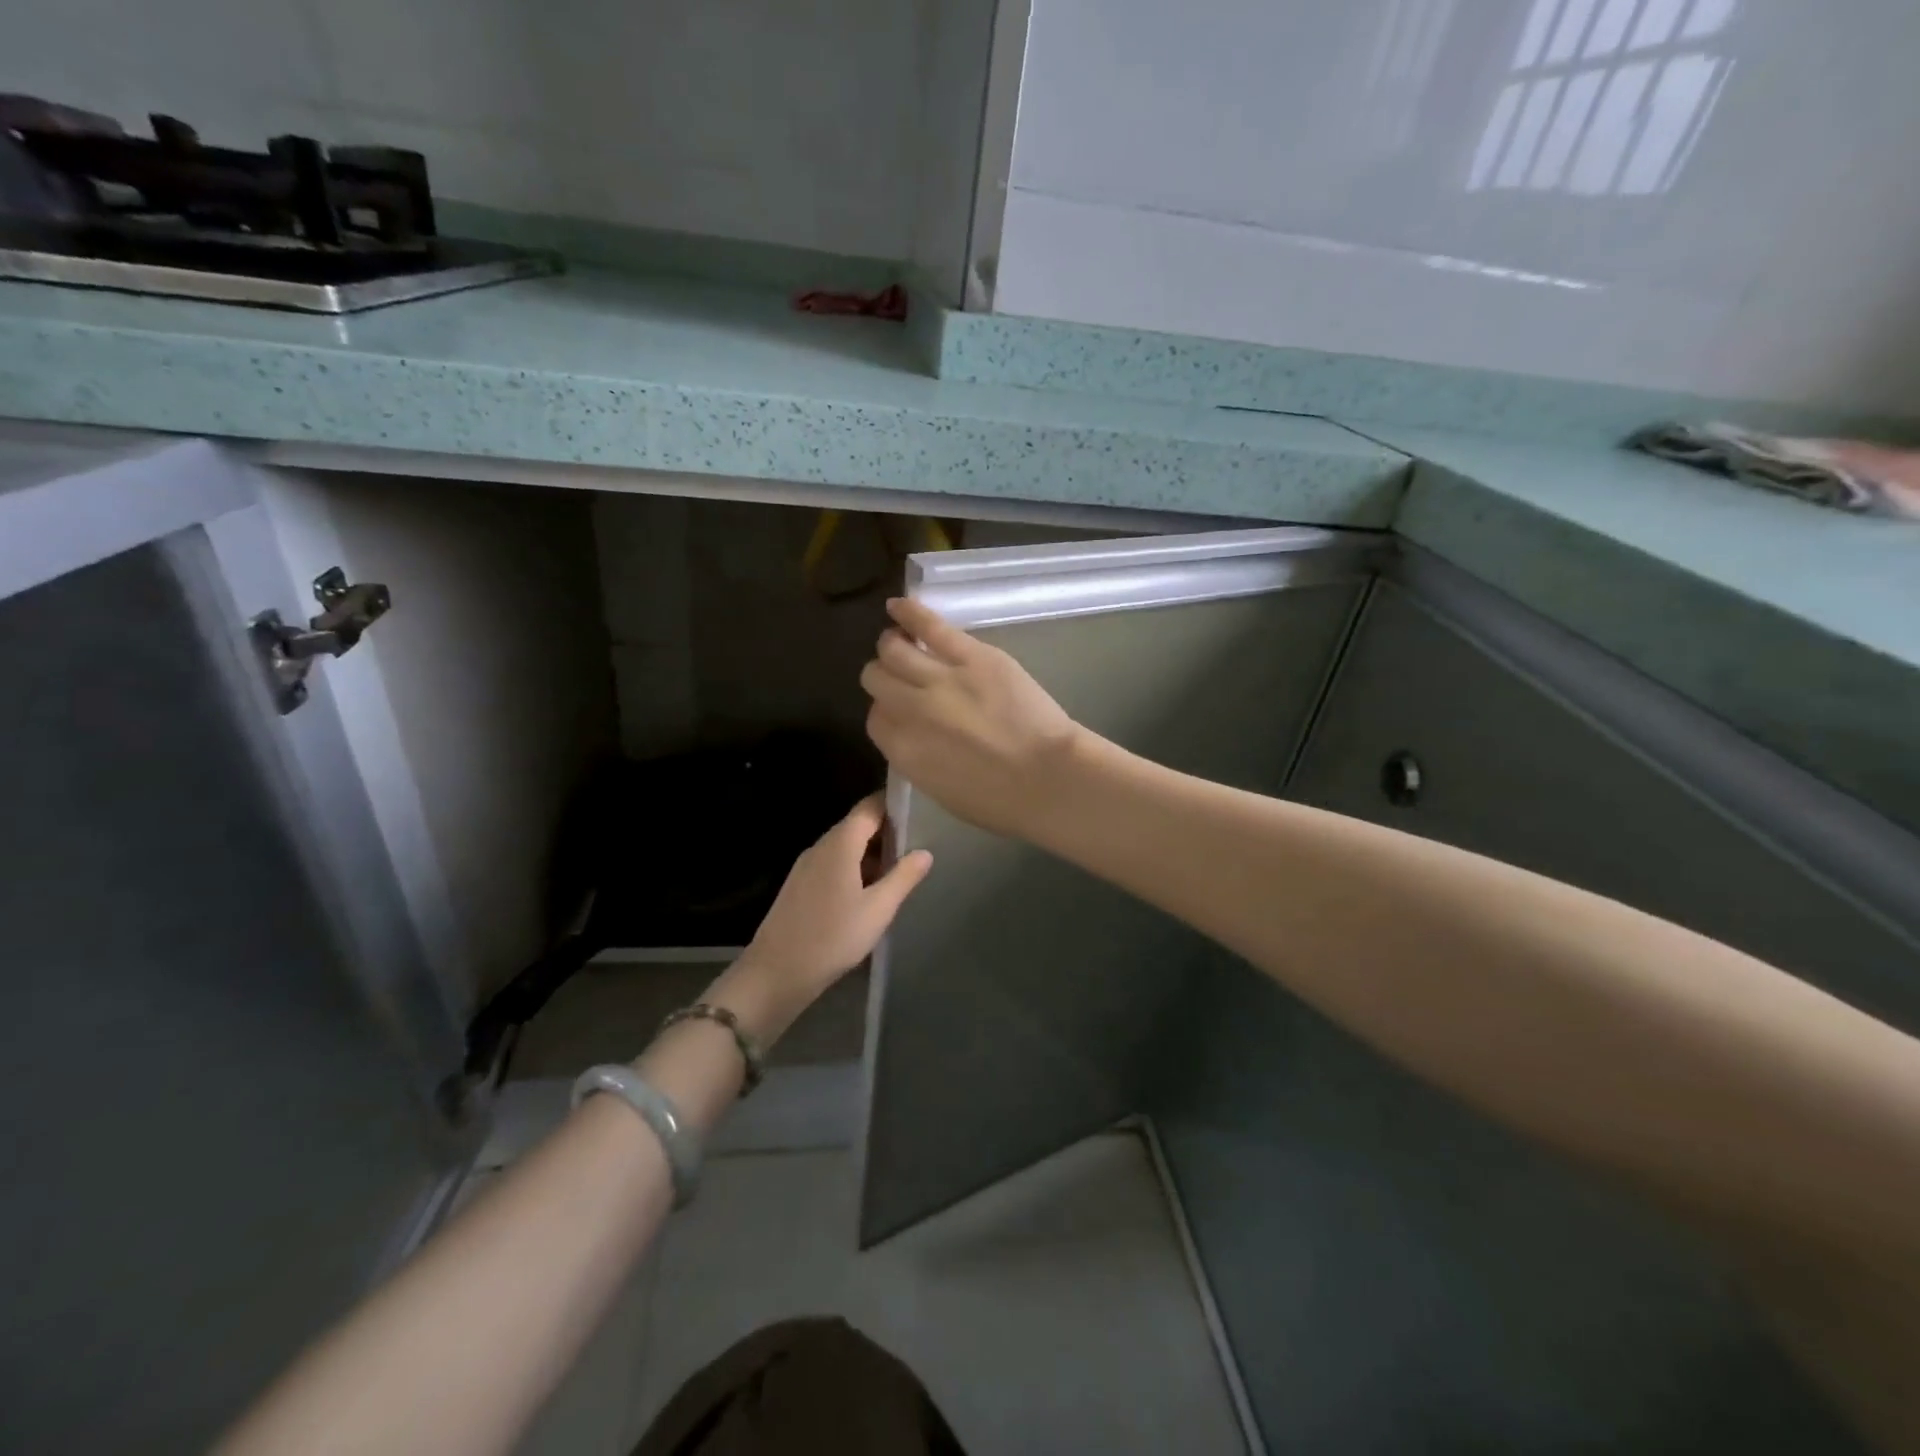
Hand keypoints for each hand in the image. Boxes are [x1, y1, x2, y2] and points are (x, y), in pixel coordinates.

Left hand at [711, 794, 931, 1044]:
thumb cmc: (833, 937)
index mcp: (840, 844)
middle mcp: (821, 846)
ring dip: (871, 853)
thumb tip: (925, 852)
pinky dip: (854, 868)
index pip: (869, 807)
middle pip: (857, 825)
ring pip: (844, 847)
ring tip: (899, 870)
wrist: (777, 972)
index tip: (919, 813)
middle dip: (886, 832)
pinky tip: (869, 892)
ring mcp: (806, 866)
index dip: (894, 805)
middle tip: (917, 845)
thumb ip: (903, 877)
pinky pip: (832, 864)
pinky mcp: (800, 885)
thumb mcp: (878, 909)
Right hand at [861, 598, 1084, 837]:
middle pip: (876, 678)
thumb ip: (915, 757)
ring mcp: (939, 678)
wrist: (1049, 779)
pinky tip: (898, 606)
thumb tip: (910, 733)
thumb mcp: (941, 791)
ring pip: (893, 649)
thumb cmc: (1000, 800)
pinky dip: (909, 612)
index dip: (887, 711)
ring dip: (893, 646)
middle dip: (884, 678)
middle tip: (902, 677)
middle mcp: (910, 709)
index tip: (901, 710)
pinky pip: (929, 626)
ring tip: (902, 643)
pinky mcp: (970, 655)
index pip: (875, 718)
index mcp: (902, 750)